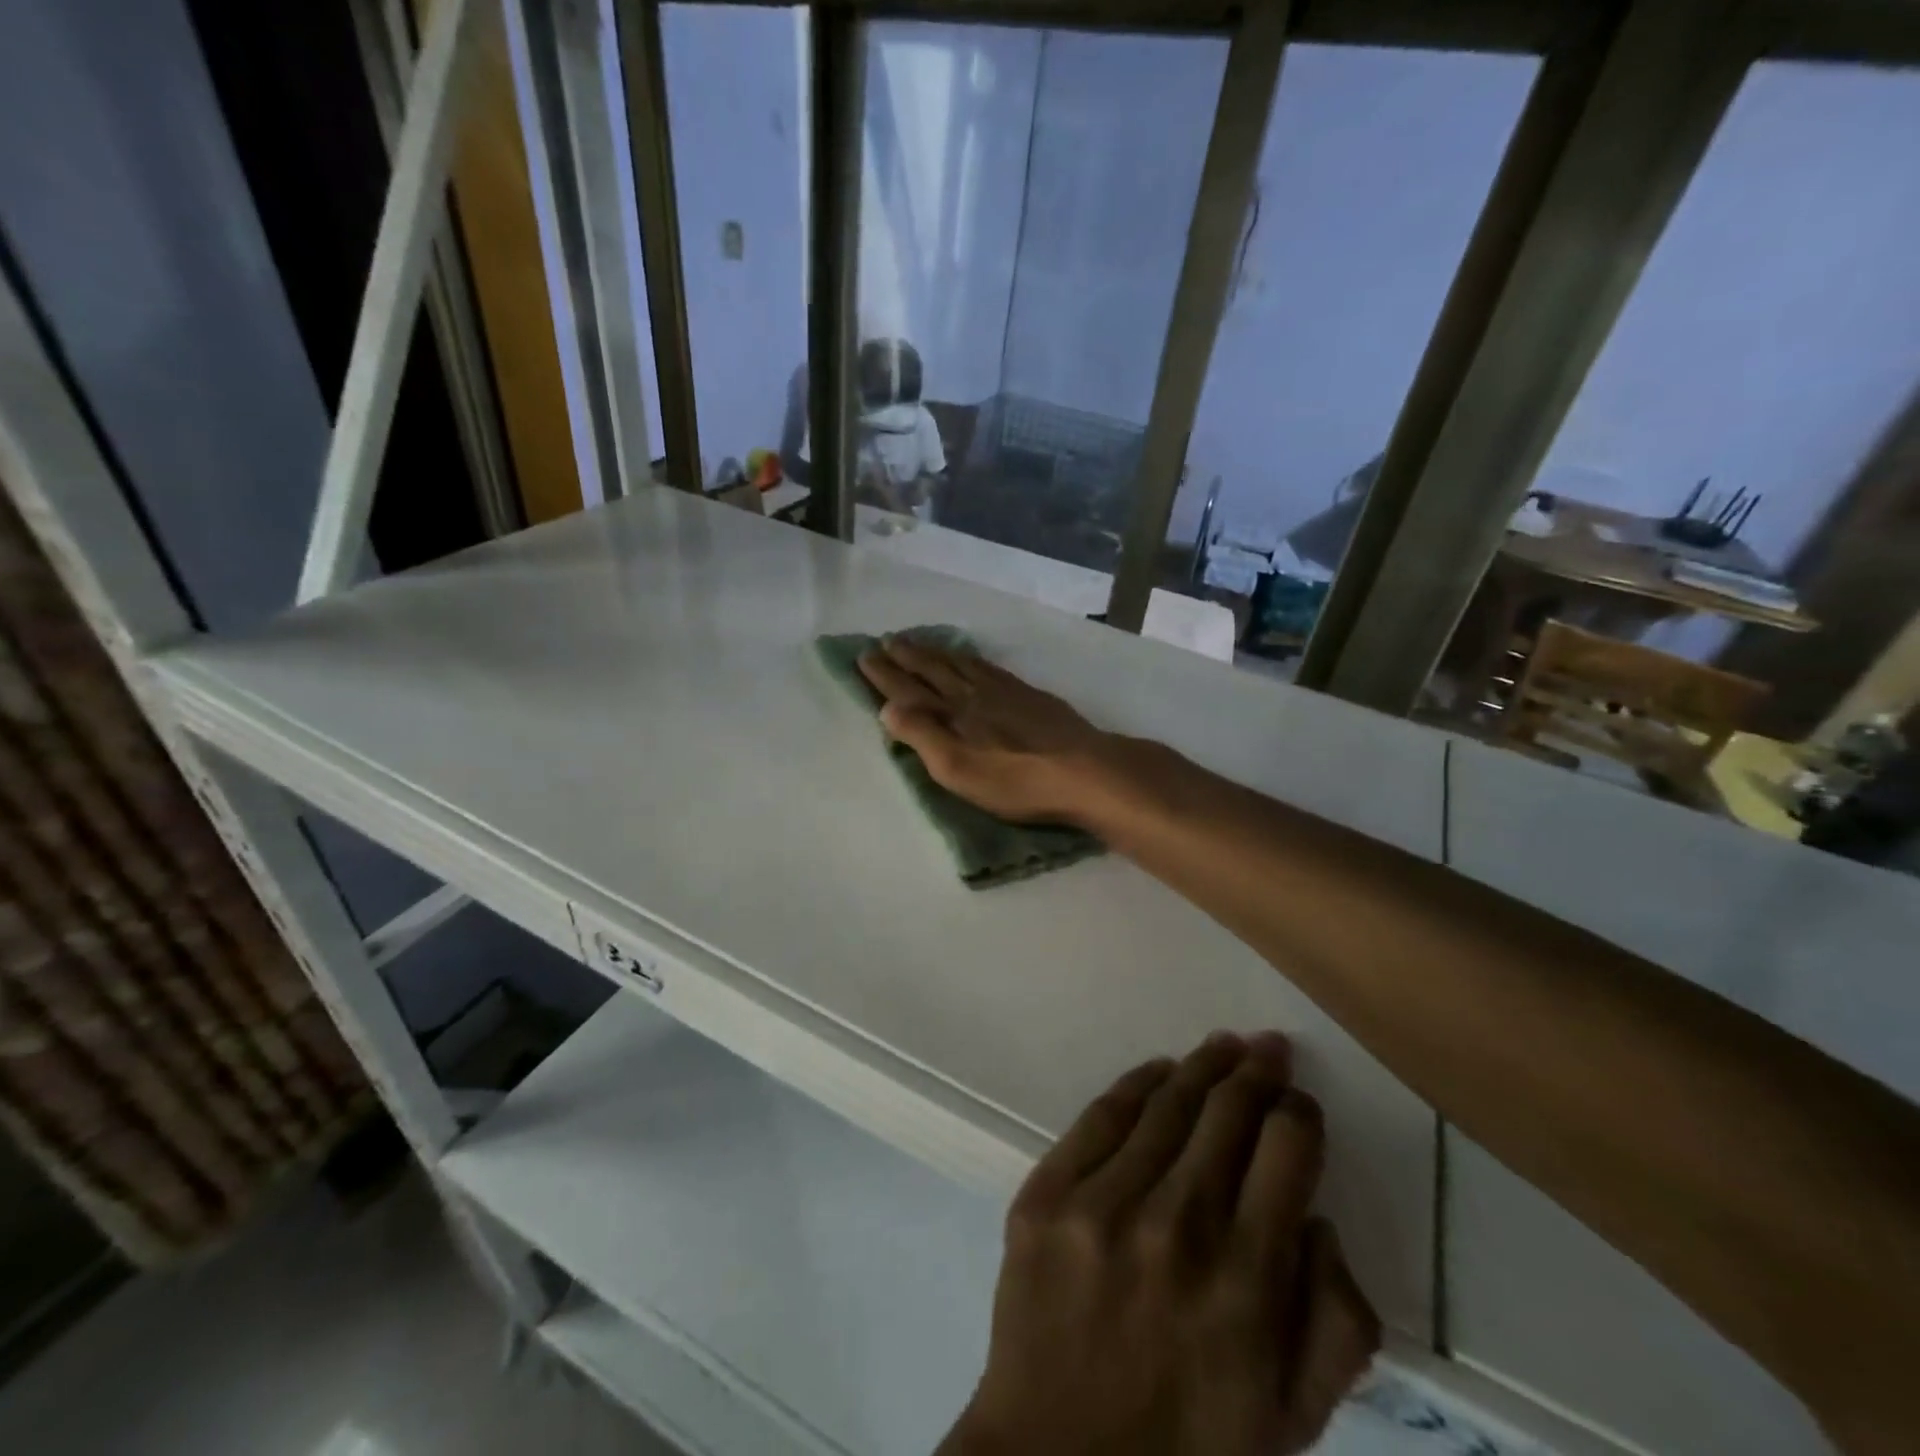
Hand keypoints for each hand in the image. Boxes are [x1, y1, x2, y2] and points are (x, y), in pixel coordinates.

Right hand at [856, 637, 1124, 825]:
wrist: (1084, 771)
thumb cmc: (1015, 781)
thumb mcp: (957, 769)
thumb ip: (921, 736)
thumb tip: (887, 708)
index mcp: (952, 714)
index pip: (909, 690)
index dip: (886, 675)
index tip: (865, 655)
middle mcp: (973, 694)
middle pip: (934, 670)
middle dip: (907, 656)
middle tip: (886, 641)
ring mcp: (1005, 691)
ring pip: (961, 664)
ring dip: (936, 652)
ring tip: (919, 642)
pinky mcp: (1030, 695)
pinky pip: (989, 667)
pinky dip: (971, 659)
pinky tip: (972, 660)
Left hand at [939, 1033, 1377, 1455]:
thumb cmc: (1188, 1451)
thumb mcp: (1293, 1419)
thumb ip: (1334, 1322)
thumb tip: (1316, 1218)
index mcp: (1246, 1283)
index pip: (1287, 1154)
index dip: (1299, 1116)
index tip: (1299, 1103)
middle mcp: (1176, 1226)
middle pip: (1226, 1114)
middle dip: (1256, 1072)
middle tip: (1268, 1046)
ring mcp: (1102, 1203)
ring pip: (1166, 1105)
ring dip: (1202, 1067)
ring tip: (1224, 1046)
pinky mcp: (1046, 1194)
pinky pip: (1100, 1117)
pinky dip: (1137, 1084)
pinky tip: (1160, 1070)